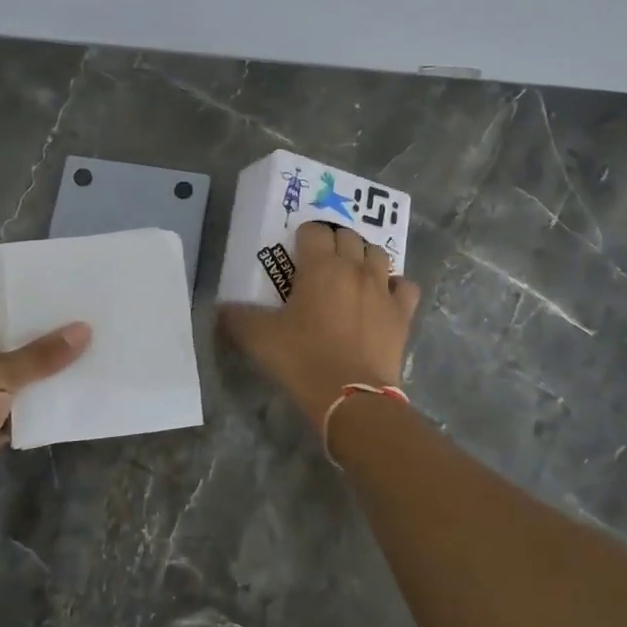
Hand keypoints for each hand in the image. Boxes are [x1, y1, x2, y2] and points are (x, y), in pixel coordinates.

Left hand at [0, 304, 89, 525]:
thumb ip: (40, 355)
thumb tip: (83, 329)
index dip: (7, 308)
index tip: (45, 302)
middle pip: (1, 349)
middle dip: (33, 341)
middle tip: (74, 325)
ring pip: (15, 382)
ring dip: (42, 375)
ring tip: (83, 354)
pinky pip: (21, 412)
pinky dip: (41, 407)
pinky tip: (71, 394)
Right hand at [218, 222, 420, 421]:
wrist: (350, 396)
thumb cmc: (302, 359)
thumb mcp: (259, 339)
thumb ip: (237, 318)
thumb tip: (222, 309)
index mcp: (320, 266)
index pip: (313, 230)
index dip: (303, 236)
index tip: (295, 253)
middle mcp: (354, 268)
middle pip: (348, 236)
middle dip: (334, 242)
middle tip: (321, 263)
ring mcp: (382, 289)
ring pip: (378, 254)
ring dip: (364, 257)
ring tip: (352, 274)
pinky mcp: (402, 313)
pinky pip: (405, 286)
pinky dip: (395, 286)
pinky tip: (384, 297)